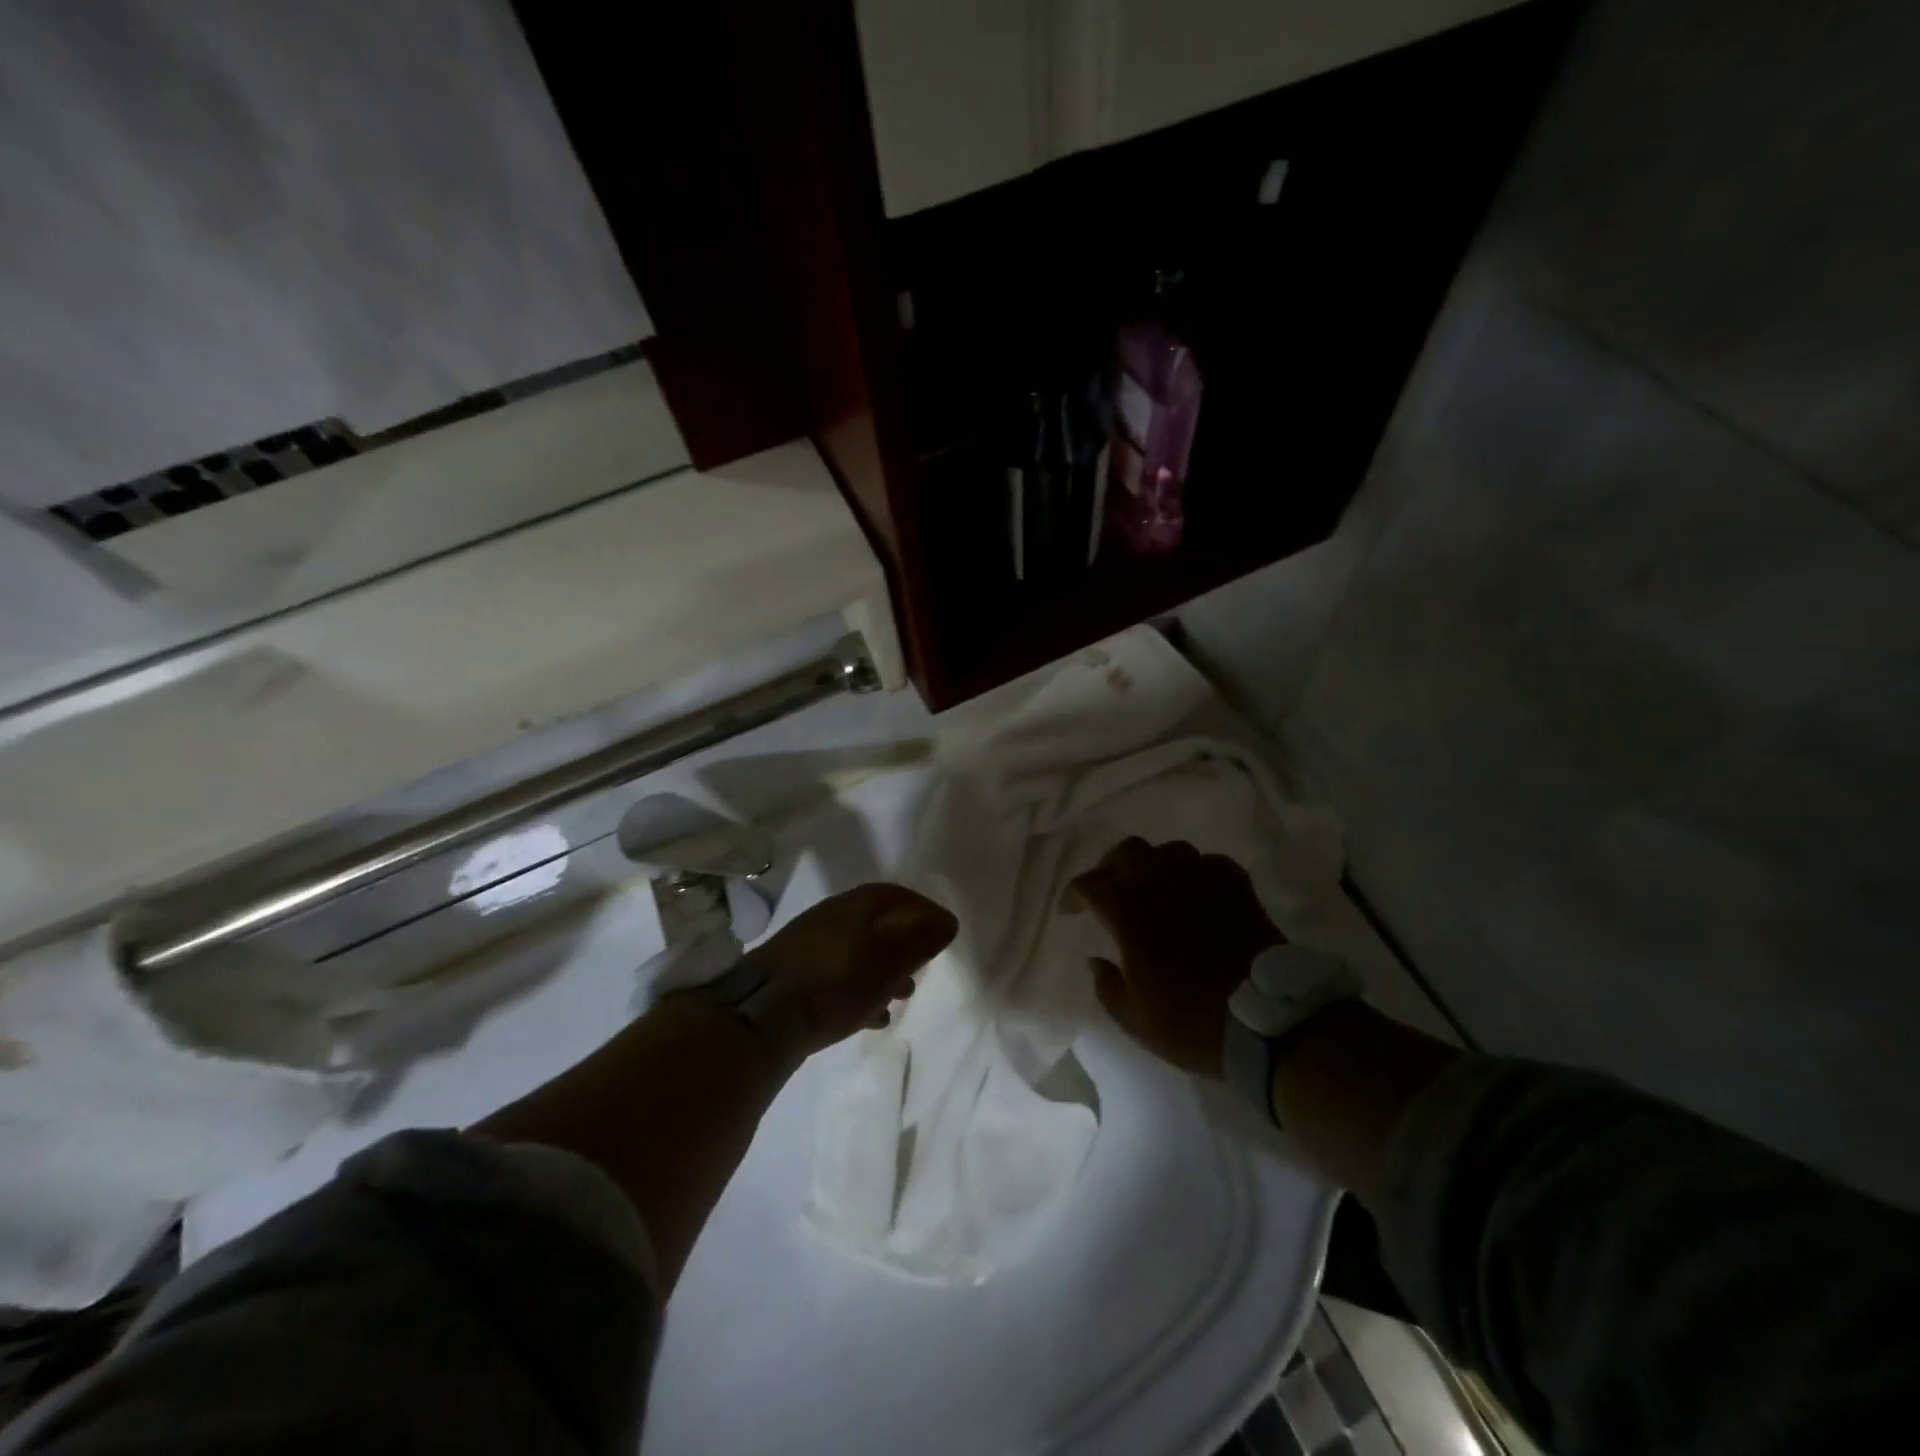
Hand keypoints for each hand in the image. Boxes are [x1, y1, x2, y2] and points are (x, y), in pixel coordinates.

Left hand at [742, 883, 957, 1054]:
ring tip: (901, 996)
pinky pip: (838, 973)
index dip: (924, 911)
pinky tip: (868, 1015)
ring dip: (883, 969)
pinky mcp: (795, 973)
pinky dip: (859, 987)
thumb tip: (946, 922)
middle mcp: (833, 915)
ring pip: (858, 950)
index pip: (899, 896)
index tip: (943, 932)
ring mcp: (810, 943)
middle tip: (923, 967)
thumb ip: (921, 940)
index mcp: (857, 905)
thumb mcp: (890, 961)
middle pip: (878, 923)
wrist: (763, 1014)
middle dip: (904, 945)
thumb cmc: (837, 982)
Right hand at [1067, 838, 1281, 1075]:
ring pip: (1170, 850)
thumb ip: (1106, 985)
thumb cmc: (1191, 1021)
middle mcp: (1161, 882)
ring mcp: (1202, 878)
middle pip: (1127, 851)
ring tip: (1157, 888)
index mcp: (1127, 910)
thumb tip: (1096, 961)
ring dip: (1157, 865)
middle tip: (1112, 891)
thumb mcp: (1134, 1018)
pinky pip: (1210, 864)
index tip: (1072, 912)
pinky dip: (1198, 874)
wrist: (1266, 1021)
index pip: (1088, 884)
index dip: (1074, 896)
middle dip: (1112, 867)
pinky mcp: (1236, 886)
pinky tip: (1198, 893)